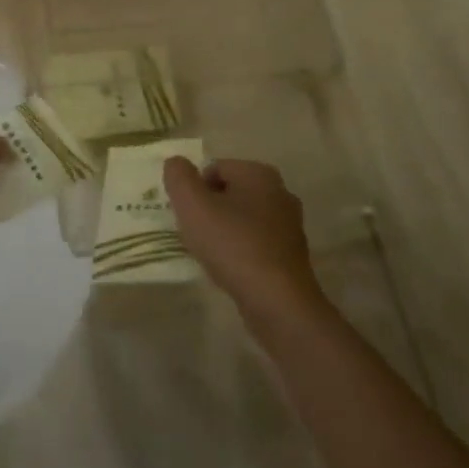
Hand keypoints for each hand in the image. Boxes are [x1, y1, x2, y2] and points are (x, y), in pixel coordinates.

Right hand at [163, 158, 323, 325]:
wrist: (278, 304)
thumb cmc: (233, 245)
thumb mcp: (192, 204)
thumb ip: (178, 176)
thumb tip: (176, 164)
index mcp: (259, 173)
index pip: (213, 169)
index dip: (194, 190)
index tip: (188, 216)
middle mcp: (280, 192)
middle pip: (229, 193)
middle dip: (209, 210)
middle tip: (196, 233)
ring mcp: (290, 226)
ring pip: (242, 219)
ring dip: (223, 232)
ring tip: (211, 254)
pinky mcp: (292, 256)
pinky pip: (255, 243)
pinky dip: (240, 252)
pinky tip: (231, 270)